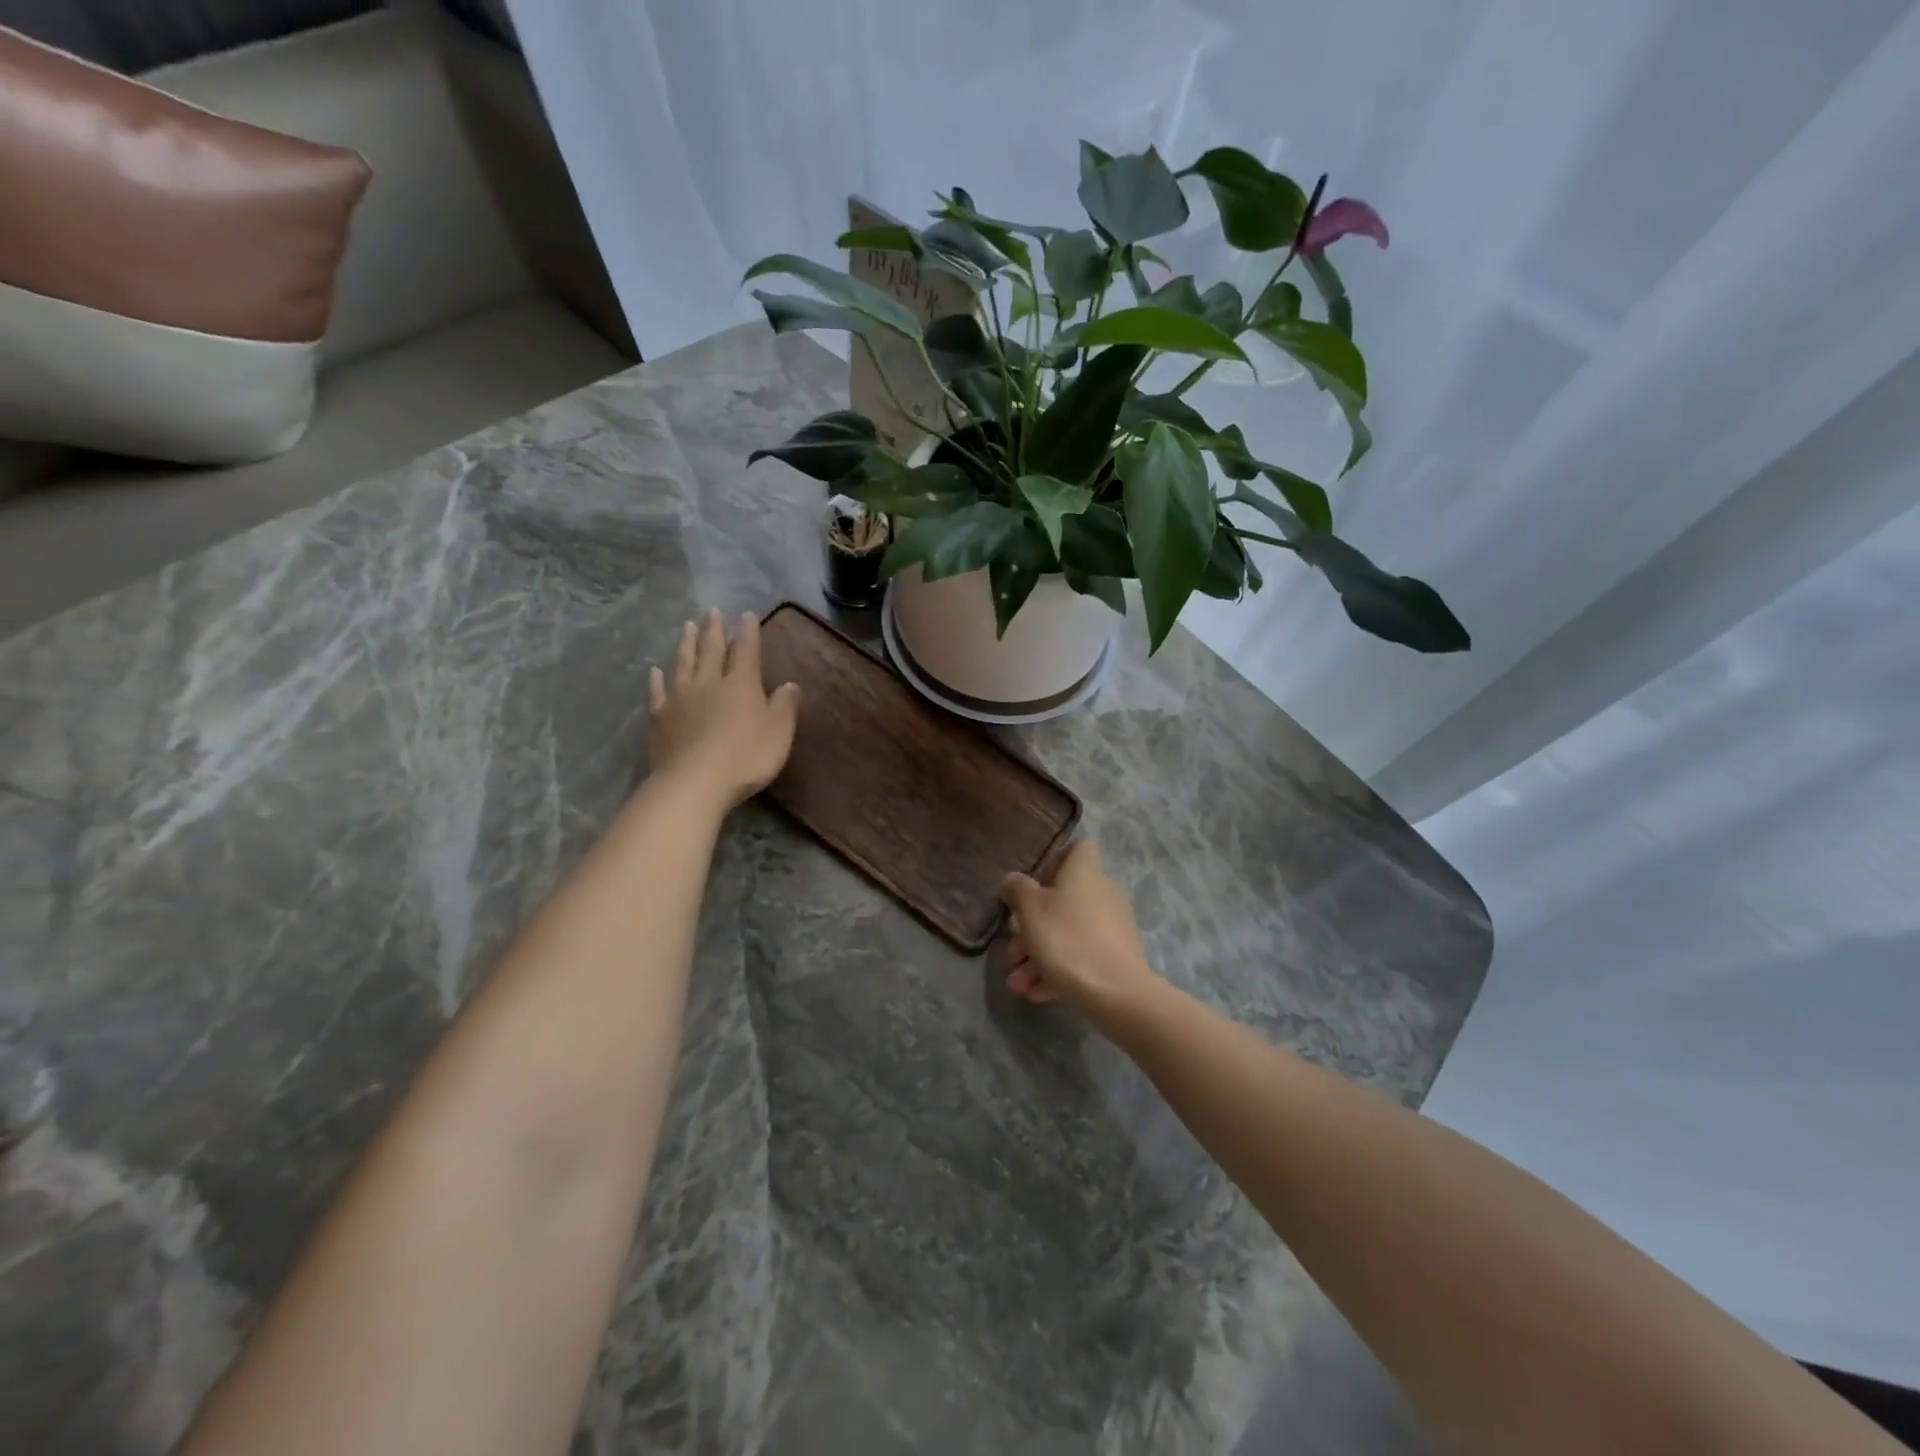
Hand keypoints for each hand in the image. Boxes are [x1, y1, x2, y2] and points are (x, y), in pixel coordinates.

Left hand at [647, 609, 800, 809]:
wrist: (695, 782)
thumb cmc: (745, 757)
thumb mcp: (779, 732)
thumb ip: (785, 706)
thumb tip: (789, 684)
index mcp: (741, 684)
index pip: (746, 651)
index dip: (748, 632)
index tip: (746, 614)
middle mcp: (710, 683)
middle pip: (712, 650)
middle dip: (714, 630)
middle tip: (712, 611)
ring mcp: (681, 698)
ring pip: (684, 663)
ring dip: (686, 643)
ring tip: (687, 626)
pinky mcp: (660, 717)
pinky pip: (658, 691)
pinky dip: (657, 679)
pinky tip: (656, 670)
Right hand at [1001, 838, 1159, 1021]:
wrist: (1117, 994)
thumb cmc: (1067, 940)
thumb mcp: (1030, 911)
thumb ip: (1017, 890)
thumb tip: (1014, 880)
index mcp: (1085, 872)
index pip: (1077, 848)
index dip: (1052, 862)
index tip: (1032, 887)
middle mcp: (1103, 893)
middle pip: (1063, 899)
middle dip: (1031, 927)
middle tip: (1013, 951)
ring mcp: (1113, 926)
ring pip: (1068, 932)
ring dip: (1038, 955)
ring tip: (1017, 983)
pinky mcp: (1117, 957)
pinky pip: (1081, 956)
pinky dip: (1058, 971)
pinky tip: (1037, 993)